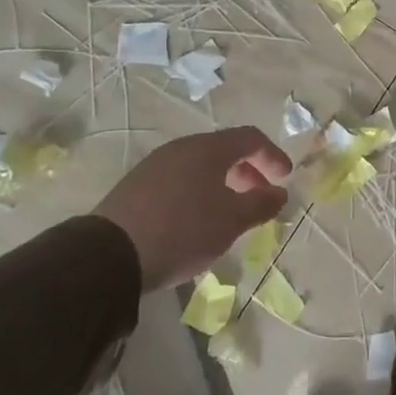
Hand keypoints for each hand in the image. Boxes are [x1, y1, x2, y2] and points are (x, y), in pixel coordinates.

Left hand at [92, 128, 291, 290]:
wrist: (110, 256)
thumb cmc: (183, 231)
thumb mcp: (231, 221)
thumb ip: (261, 204)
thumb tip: (279, 193)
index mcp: (207, 148)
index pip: (250, 138)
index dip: (272, 155)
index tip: (285, 178)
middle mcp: (181, 148)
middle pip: (224, 150)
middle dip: (248, 171)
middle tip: (260, 197)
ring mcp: (154, 165)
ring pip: (200, 166)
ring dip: (223, 184)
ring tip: (230, 213)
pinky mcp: (136, 186)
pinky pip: (179, 180)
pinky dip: (199, 192)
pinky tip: (197, 220)